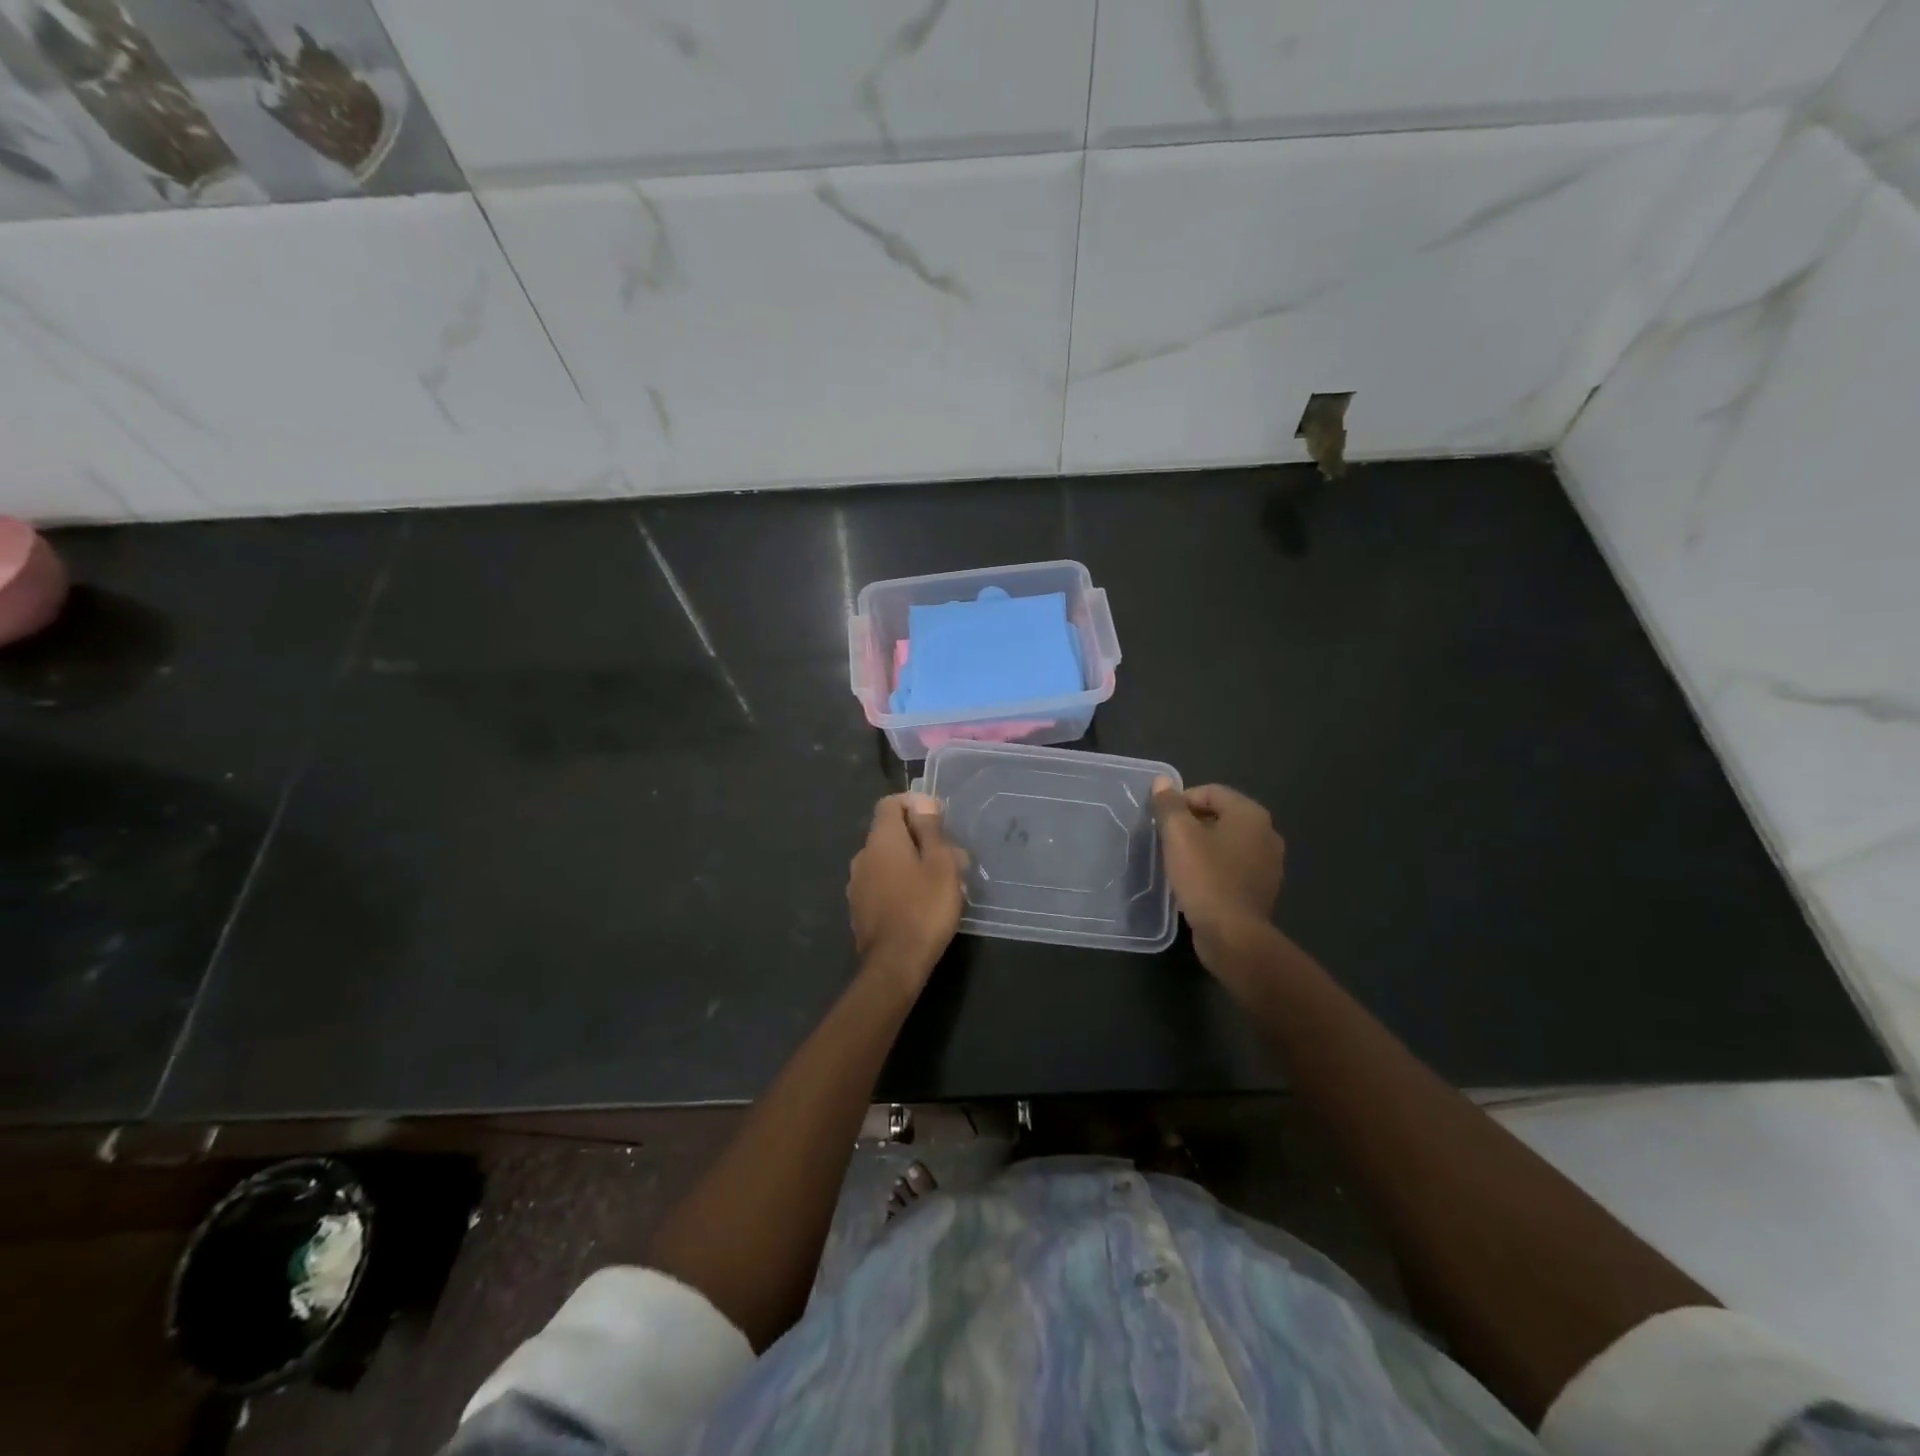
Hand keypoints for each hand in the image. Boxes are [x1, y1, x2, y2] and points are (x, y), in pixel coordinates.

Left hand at [848, 793, 965, 991]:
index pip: (890, 803)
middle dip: (918, 837)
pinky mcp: (859, 908)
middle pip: (889, 832)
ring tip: (938, 881)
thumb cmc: (925, 908)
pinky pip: (880, 883)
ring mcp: (857, 883)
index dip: (914, 804)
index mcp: (881, 839)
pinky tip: (919, 902)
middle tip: (948, 855)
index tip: (939, 819)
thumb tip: (922, 801)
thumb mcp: (940, 864)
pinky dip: (898, 883)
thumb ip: (930, 829)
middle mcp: (862, 855)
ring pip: (885, 859)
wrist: (895, 964)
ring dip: (909, 862)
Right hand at [1151, 779, 1284, 966]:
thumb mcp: (1179, 836)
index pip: (1210, 792)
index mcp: (1251, 815)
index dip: (1181, 801)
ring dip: (1202, 846)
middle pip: (1220, 815)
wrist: (1233, 936)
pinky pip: (1233, 866)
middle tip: (1166, 840)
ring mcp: (1268, 863)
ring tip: (1177, 861)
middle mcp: (1267, 833)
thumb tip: (1162, 782)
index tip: (1161, 821)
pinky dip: (1214, 866)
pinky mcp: (1262, 888)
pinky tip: (1195, 881)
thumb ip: (1169, 805)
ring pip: (1227, 842)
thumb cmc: (1205, 878)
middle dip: (1191, 823)